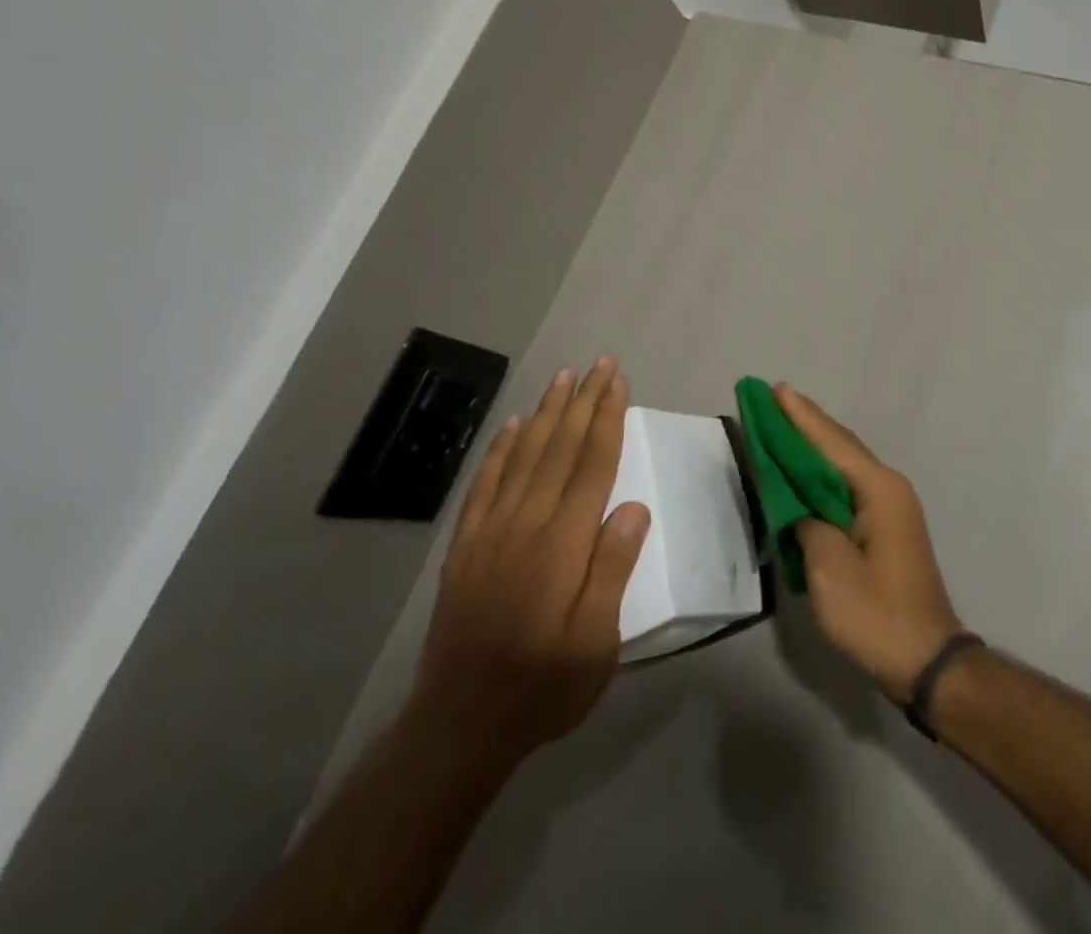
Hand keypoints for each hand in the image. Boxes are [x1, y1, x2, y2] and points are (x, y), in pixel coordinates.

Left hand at [410, 358, 649, 762]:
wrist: (458, 726)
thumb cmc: (543, 686)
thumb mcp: (596, 644)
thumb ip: (612, 571)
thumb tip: (632, 507)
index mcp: (561, 545)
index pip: (591, 465)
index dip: (607, 419)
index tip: (618, 381)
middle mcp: (525, 525)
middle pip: (559, 448)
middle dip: (582, 401)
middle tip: (598, 364)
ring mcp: (489, 532)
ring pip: (523, 456)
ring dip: (545, 413)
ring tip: (562, 378)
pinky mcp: (465, 547)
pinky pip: (485, 484)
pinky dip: (500, 449)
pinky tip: (513, 427)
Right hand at [779, 385, 964, 703]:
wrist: (926, 659)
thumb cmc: (876, 613)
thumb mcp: (829, 569)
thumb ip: (807, 525)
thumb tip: (799, 508)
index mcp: (878, 489)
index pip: (831, 442)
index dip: (801, 416)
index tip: (776, 389)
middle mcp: (888, 488)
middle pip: (841, 447)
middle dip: (807, 424)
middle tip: (773, 400)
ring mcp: (890, 508)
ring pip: (845, 466)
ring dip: (814, 448)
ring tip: (783, 426)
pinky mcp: (886, 528)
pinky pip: (848, 488)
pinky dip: (823, 476)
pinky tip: (805, 474)